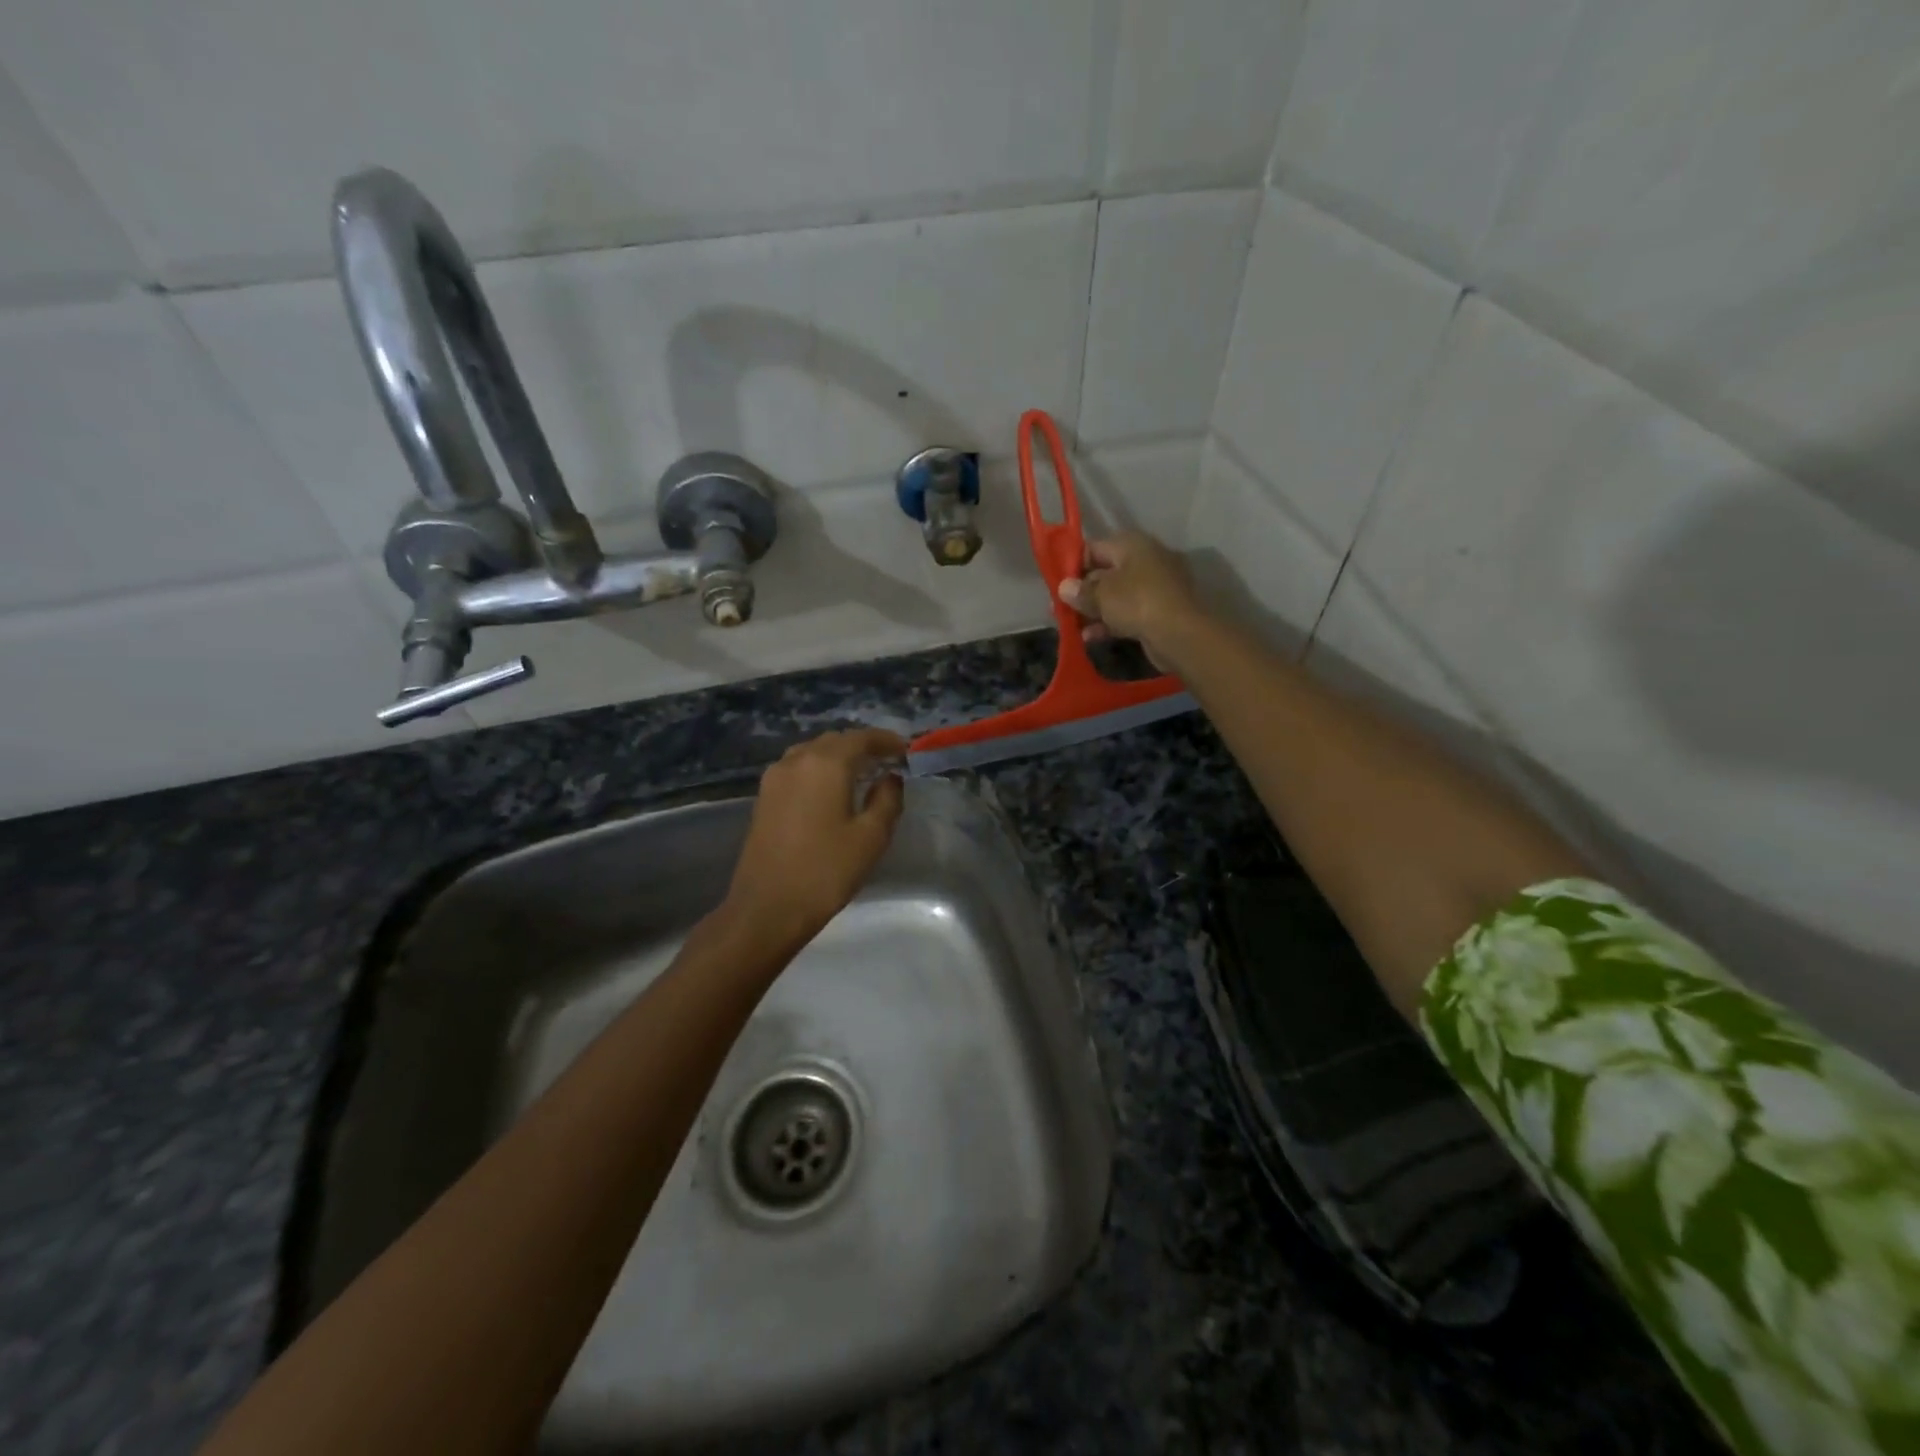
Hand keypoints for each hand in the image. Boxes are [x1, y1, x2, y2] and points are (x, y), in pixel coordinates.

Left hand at [723, 727, 906, 943]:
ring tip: (861, 774)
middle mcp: (797, 760)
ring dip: (839, 756)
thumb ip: (887, 799)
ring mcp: (775, 778)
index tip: (906, 750)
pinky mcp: (764, 797)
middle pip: (835, 741)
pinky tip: (832, 791)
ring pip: (813, 752)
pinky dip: (819, 770)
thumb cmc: (825, 871)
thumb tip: (890, 778)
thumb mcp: (871, 837)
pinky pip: (798, 769)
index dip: (886, 740)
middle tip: (887, 762)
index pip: (861, 738)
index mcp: (826, 764)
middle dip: (862, 746)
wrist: (766, 908)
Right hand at [1057, 531, 1204, 668]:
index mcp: (1132, 545)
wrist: (1181, 634)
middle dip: (1082, 592)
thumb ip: (1080, 591)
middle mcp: (1145, 559)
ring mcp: (1156, 586)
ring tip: (1072, 626)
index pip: (1094, 548)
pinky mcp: (1160, 611)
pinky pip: (1128, 612)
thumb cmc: (1137, 602)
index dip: (1073, 565)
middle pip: (1105, 573)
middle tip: (1060, 608)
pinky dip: (1110, 623)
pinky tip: (1090, 638)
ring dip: (1094, 611)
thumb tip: (1064, 588)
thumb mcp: (1101, 595)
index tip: (1057, 584)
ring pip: (1116, 596)